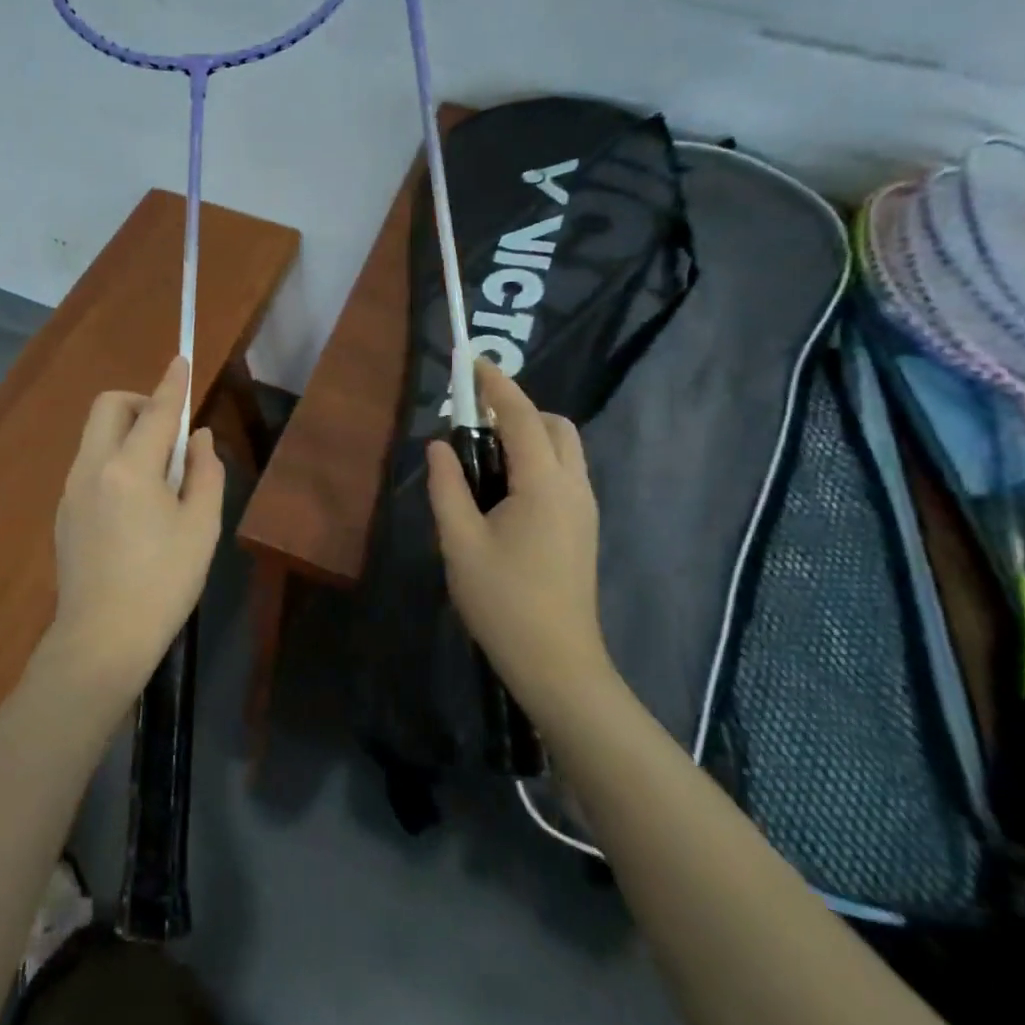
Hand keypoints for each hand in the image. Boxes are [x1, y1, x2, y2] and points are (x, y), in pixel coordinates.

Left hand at [45, 357, 224, 701]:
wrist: (101, 640)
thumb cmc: (163, 584)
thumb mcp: (201, 528)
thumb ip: (205, 473)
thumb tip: (199, 440)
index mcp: (130, 468)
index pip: (156, 411)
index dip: (173, 384)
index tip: (181, 360)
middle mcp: (92, 467)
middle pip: (109, 407)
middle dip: (141, 403)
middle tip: (171, 433)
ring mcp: (71, 489)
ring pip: (96, 435)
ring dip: (127, 432)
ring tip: (159, 474)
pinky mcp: (64, 512)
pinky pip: (90, 464)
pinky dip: (114, 459)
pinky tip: (135, 502)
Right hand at [426, 358, 609, 710]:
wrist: (557, 663)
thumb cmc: (503, 601)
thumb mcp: (459, 542)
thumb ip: (447, 486)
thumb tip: (440, 446)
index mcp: (544, 484)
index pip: (520, 415)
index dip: (495, 383)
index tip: (470, 361)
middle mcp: (573, 486)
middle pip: (552, 425)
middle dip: (516, 410)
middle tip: (471, 426)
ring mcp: (584, 509)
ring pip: (562, 449)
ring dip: (527, 436)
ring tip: (482, 460)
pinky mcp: (583, 528)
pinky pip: (562, 473)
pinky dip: (535, 461)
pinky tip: (503, 492)